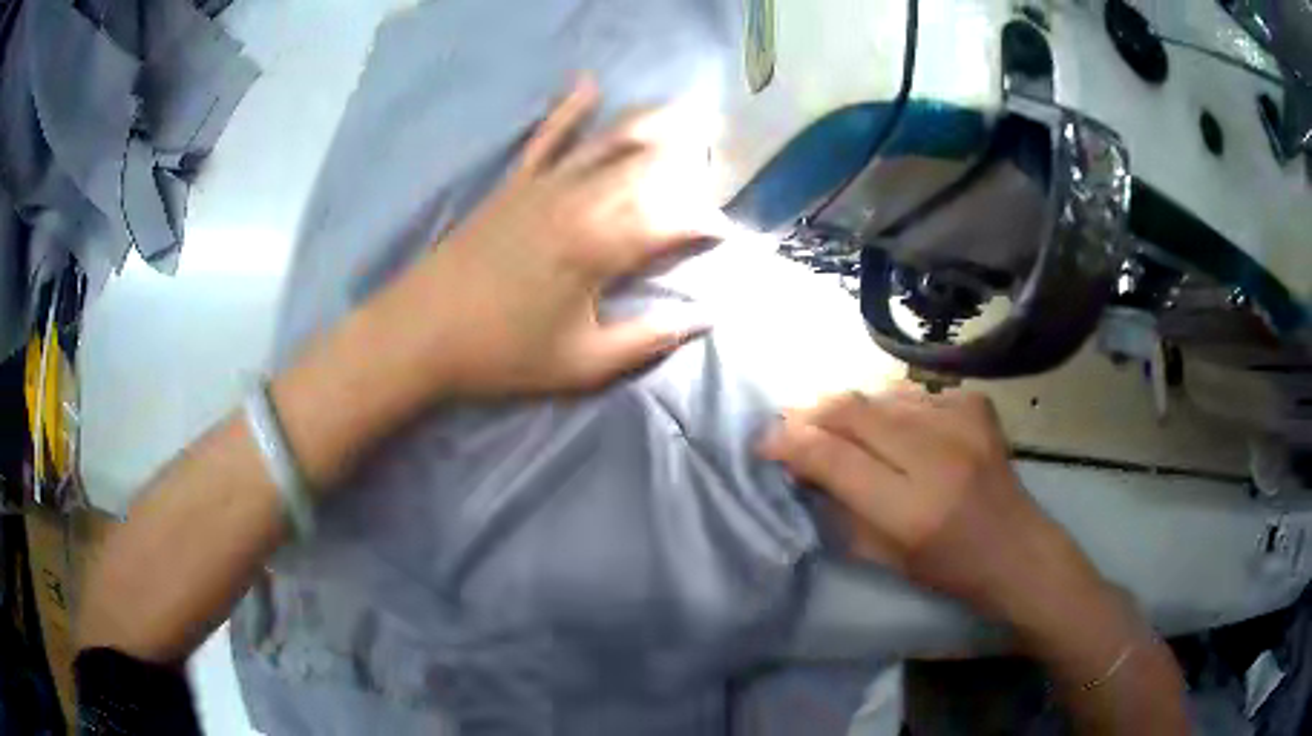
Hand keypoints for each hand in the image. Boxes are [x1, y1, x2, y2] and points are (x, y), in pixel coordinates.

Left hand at [378, 76, 727, 398]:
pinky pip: (546, 138)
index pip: (670, 223)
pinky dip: (568, 110)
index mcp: (598, 249)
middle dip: (690, 162)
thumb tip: (703, 320)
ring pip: (606, 144)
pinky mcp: (512, 185)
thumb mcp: (582, 365)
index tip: (727, 233)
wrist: (420, 333)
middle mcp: (577, 204)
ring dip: (649, 124)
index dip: (705, 224)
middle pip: (646, 171)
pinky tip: (588, 83)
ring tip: (685, 111)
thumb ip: (647, 339)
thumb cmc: (502, 355)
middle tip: (720, 157)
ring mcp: (542, 187)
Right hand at [757, 388, 1100, 619]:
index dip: (791, 443)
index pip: (834, 458)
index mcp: (912, 508)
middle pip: (854, 410)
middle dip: (811, 412)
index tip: (764, 441)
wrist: (1018, 548)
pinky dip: (889, 405)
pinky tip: (887, 424)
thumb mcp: (884, 557)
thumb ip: (840, 508)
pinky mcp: (975, 404)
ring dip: (848, 407)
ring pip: (880, 393)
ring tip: (831, 421)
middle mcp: (938, 454)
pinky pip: (912, 393)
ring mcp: (961, 421)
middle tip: (789, 421)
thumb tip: (802, 464)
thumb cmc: (948, 569)